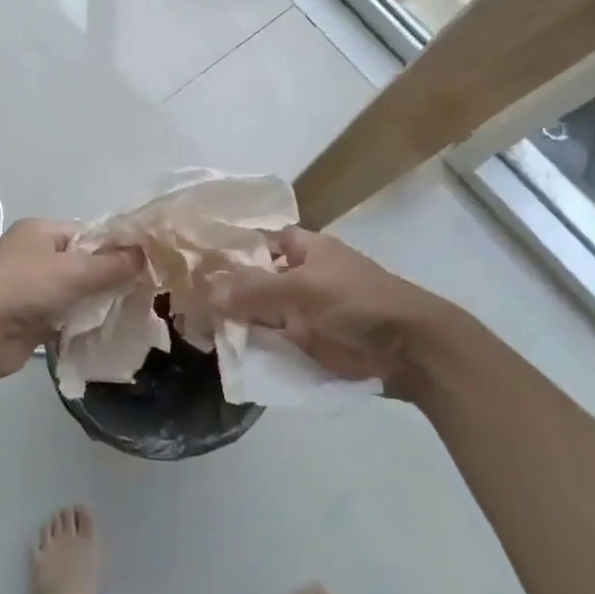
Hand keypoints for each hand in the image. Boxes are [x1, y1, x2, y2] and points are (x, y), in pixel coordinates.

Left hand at [0, 219, 143, 380]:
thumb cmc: (25, 289)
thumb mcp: (73, 271)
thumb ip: (111, 265)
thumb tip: (145, 254)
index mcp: (39, 230)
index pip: (87, 233)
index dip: (115, 248)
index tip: (144, 266)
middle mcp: (32, 253)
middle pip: (81, 262)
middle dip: (107, 277)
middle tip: (140, 293)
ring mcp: (28, 285)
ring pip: (73, 290)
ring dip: (94, 302)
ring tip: (127, 312)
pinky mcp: (28, 315)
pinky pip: (62, 313)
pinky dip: (79, 320)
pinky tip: (102, 330)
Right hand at [209, 228, 469, 400]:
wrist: (411, 351)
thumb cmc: (358, 303)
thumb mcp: (302, 290)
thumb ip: (253, 290)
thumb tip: (206, 292)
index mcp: (303, 249)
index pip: (257, 241)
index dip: (229, 248)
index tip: (192, 260)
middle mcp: (300, 275)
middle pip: (253, 279)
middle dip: (224, 290)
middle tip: (184, 301)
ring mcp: (304, 310)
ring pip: (260, 312)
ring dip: (235, 321)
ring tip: (194, 329)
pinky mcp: (309, 342)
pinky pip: (272, 340)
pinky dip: (252, 345)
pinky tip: (224, 352)